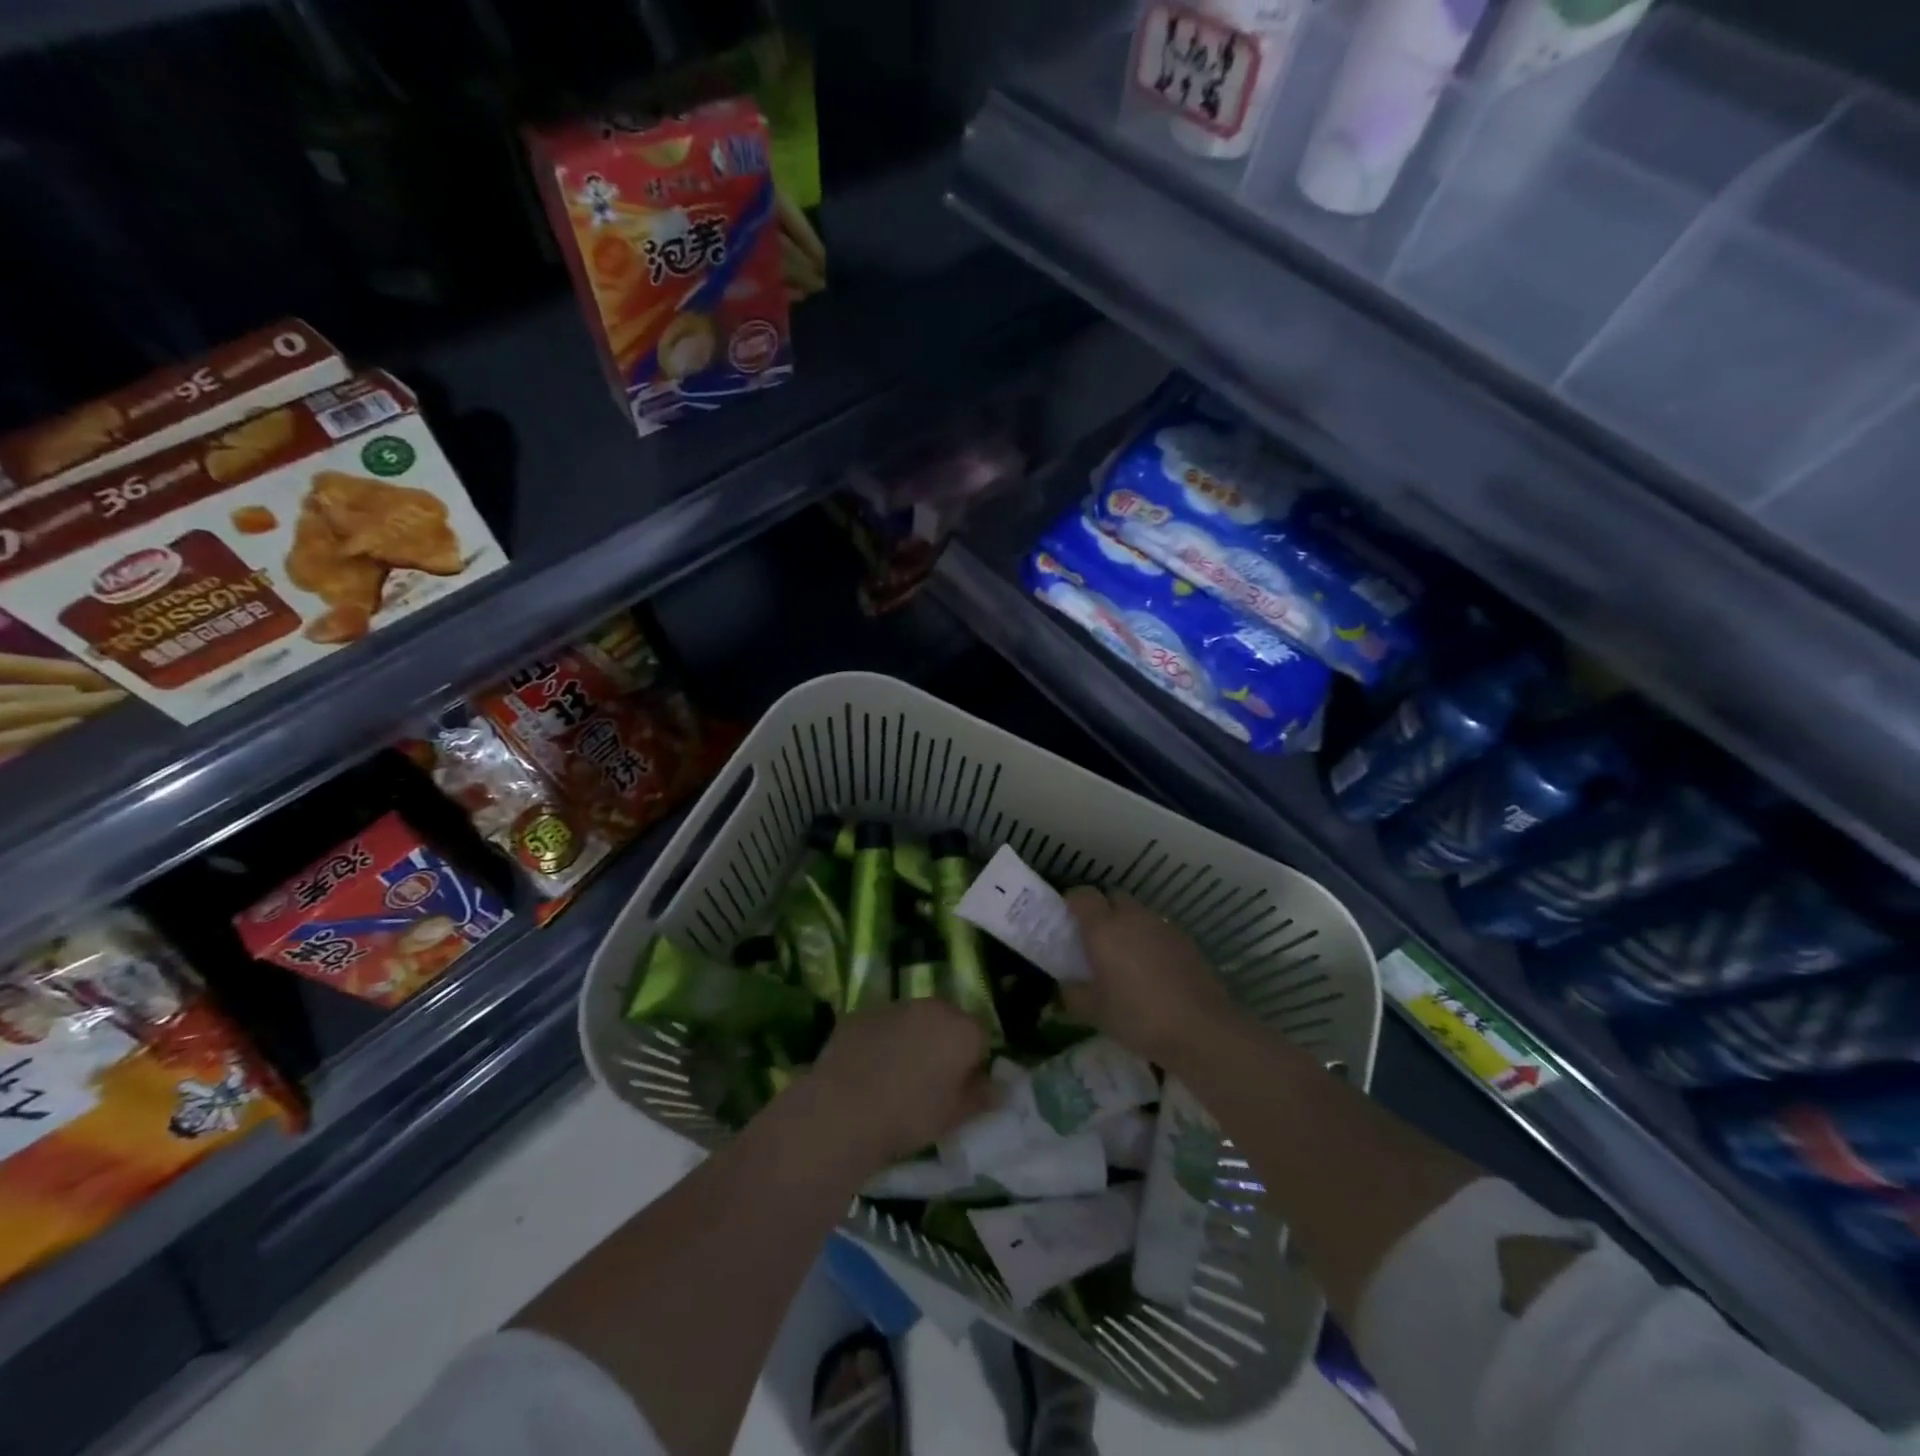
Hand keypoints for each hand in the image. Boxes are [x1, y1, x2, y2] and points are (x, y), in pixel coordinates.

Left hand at [803, 1000, 993, 1169]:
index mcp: (961, 1029)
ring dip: (911, 1038)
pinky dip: (879, 1040)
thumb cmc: (909, 1116)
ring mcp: (893, 1006)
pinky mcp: (860, 1013)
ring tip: (894, 1075)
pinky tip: (866, 1070)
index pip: (980, 1037)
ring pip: (912, 1019)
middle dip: (942, 1043)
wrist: (843, 1110)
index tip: (959, 1087)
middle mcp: (931, 1006)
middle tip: (929, 1080)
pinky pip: (880, 1025)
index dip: (972, 1062)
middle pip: (946, 1020)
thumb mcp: (954, 1117)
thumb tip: (996, 1087)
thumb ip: (980, 1096)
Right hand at [1062, 887, 1236, 1070]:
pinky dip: (1150, 940)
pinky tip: (1153, 971)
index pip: (1082, 895)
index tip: (1067, 922)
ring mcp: (1163, 926)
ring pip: (1138, 913)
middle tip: (1096, 941)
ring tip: (1126, 958)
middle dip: (1102, 911)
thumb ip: (1073, 994)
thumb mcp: (1094, 1012)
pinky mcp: (1186, 939)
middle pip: (1112, 897)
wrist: (1202, 1030)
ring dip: (1128, 926)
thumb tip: (1066, 984)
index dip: (1072, 903)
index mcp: (1104, 928)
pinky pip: (1159, 930)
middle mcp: (1132, 917)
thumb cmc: (1139, 1018)